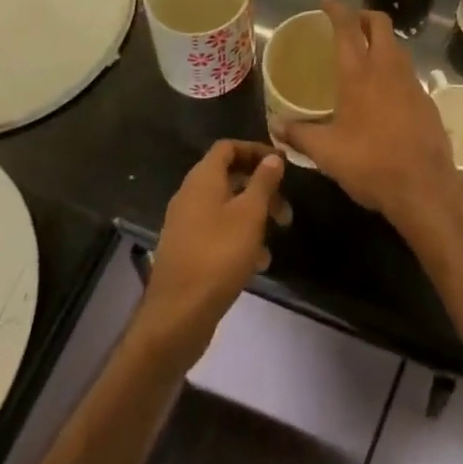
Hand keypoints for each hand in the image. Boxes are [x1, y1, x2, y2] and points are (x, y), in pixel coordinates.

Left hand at [140, 140, 285, 359]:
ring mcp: (185, 225)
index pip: (228, 147)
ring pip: (225, 207)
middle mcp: (190, 195)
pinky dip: (238, 238)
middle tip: (285, 209)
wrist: (177, 316)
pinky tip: (258, 263)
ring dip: (253, 216)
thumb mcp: (250, 214)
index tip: (281, 164)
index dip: (255, 150)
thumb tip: (273, 157)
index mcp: (202, 179)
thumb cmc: (218, 256)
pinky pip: (217, 232)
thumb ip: (263, 182)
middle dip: (260, 188)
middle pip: (228, 177)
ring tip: (276, 237)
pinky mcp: (186, 251)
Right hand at [282, 0, 462, 232]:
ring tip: (365, 54)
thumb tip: (276, 126)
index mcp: (358, 73)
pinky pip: (407, 70)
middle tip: (349, 24)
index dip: (336, 10)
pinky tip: (385, 90)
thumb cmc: (370, 164)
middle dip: (364, 16)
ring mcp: (411, 81)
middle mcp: (386, 67)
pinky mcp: (426, 98)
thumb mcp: (327, 153)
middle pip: (380, 23)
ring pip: (396, 44)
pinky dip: (394, 67)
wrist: (424, 186)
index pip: (347, 27)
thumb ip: (300, 135)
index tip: (326, 3)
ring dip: (381, 40)